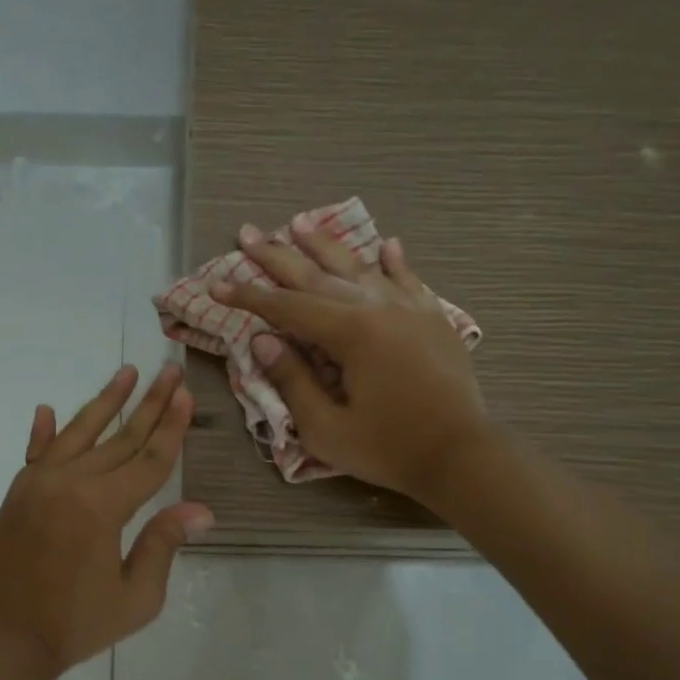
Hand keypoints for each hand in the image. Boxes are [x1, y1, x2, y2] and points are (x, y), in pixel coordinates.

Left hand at [0, 365, 213, 677]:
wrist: (3, 639)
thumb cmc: (76, 624)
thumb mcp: (136, 598)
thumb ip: (163, 544)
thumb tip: (200, 509)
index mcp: (102, 507)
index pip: (148, 459)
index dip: (171, 427)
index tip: (185, 393)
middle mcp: (70, 483)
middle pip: (120, 437)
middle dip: (150, 403)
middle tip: (170, 370)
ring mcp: (39, 483)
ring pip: (79, 432)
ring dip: (105, 401)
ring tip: (128, 372)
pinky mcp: (18, 492)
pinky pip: (36, 452)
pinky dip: (43, 431)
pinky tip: (47, 408)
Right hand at [214, 217, 489, 504]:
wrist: (463, 455)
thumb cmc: (389, 449)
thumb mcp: (327, 429)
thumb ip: (292, 382)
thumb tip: (262, 341)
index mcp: (351, 333)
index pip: (287, 307)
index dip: (248, 295)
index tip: (217, 283)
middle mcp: (378, 308)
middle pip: (318, 275)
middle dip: (278, 256)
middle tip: (248, 233)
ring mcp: (410, 309)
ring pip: (360, 267)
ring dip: (326, 246)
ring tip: (299, 223)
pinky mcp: (434, 319)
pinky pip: (409, 280)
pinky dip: (394, 262)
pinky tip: (386, 244)